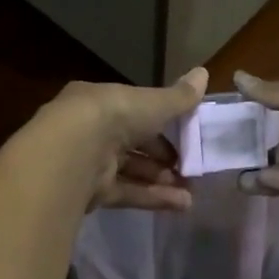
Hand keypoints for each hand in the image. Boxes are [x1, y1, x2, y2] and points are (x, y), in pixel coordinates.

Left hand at [40, 68, 208, 210]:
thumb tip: (205, 73)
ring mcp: (90, 163)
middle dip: (163, 158)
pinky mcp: (92, 192)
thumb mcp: (153, 103)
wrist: (74, 151)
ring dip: (162, 181)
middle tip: (190, 169)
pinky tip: (182, 205)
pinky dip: (153, 198)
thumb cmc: (114, 116)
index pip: (135, 112)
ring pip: (132, 171)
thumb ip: (179, 97)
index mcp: (102, 102)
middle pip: (133, 145)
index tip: (187, 136)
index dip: (162, 124)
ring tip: (191, 192)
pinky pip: (128, 193)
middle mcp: (93, 131)